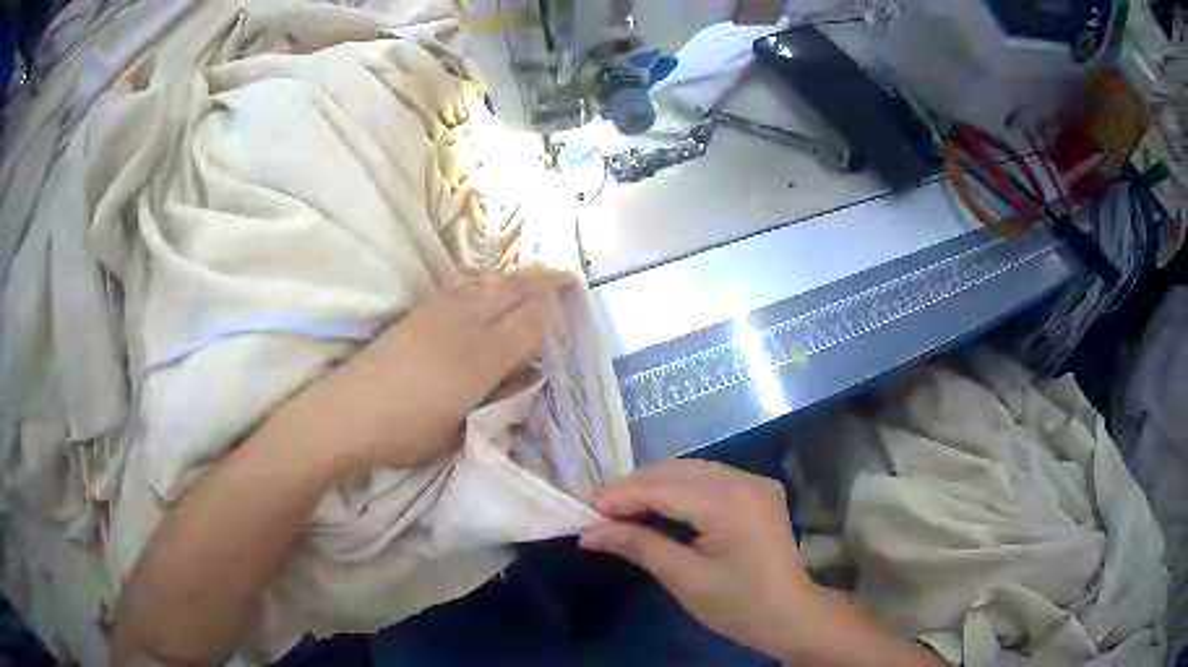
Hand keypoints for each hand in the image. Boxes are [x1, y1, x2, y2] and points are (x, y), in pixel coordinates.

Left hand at [280, 266, 575, 470]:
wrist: (346, 413)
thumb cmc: (405, 432)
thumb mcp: (459, 432)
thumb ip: (492, 402)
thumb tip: (514, 380)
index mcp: (479, 358)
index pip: (532, 323)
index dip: (555, 317)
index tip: (571, 317)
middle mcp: (463, 324)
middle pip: (513, 288)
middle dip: (545, 279)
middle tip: (567, 278)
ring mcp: (436, 312)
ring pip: (487, 283)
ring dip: (514, 280)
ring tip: (530, 284)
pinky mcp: (416, 312)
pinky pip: (463, 289)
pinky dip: (484, 288)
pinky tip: (483, 299)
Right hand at [579, 460, 814, 659]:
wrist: (789, 615)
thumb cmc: (738, 606)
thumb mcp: (685, 579)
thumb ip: (639, 546)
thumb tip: (589, 533)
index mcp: (732, 504)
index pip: (665, 488)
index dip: (623, 495)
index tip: (587, 510)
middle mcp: (745, 480)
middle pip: (677, 470)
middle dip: (635, 487)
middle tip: (600, 512)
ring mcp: (755, 481)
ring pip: (690, 470)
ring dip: (653, 485)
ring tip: (621, 509)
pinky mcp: (756, 489)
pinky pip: (707, 478)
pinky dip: (677, 489)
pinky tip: (657, 506)